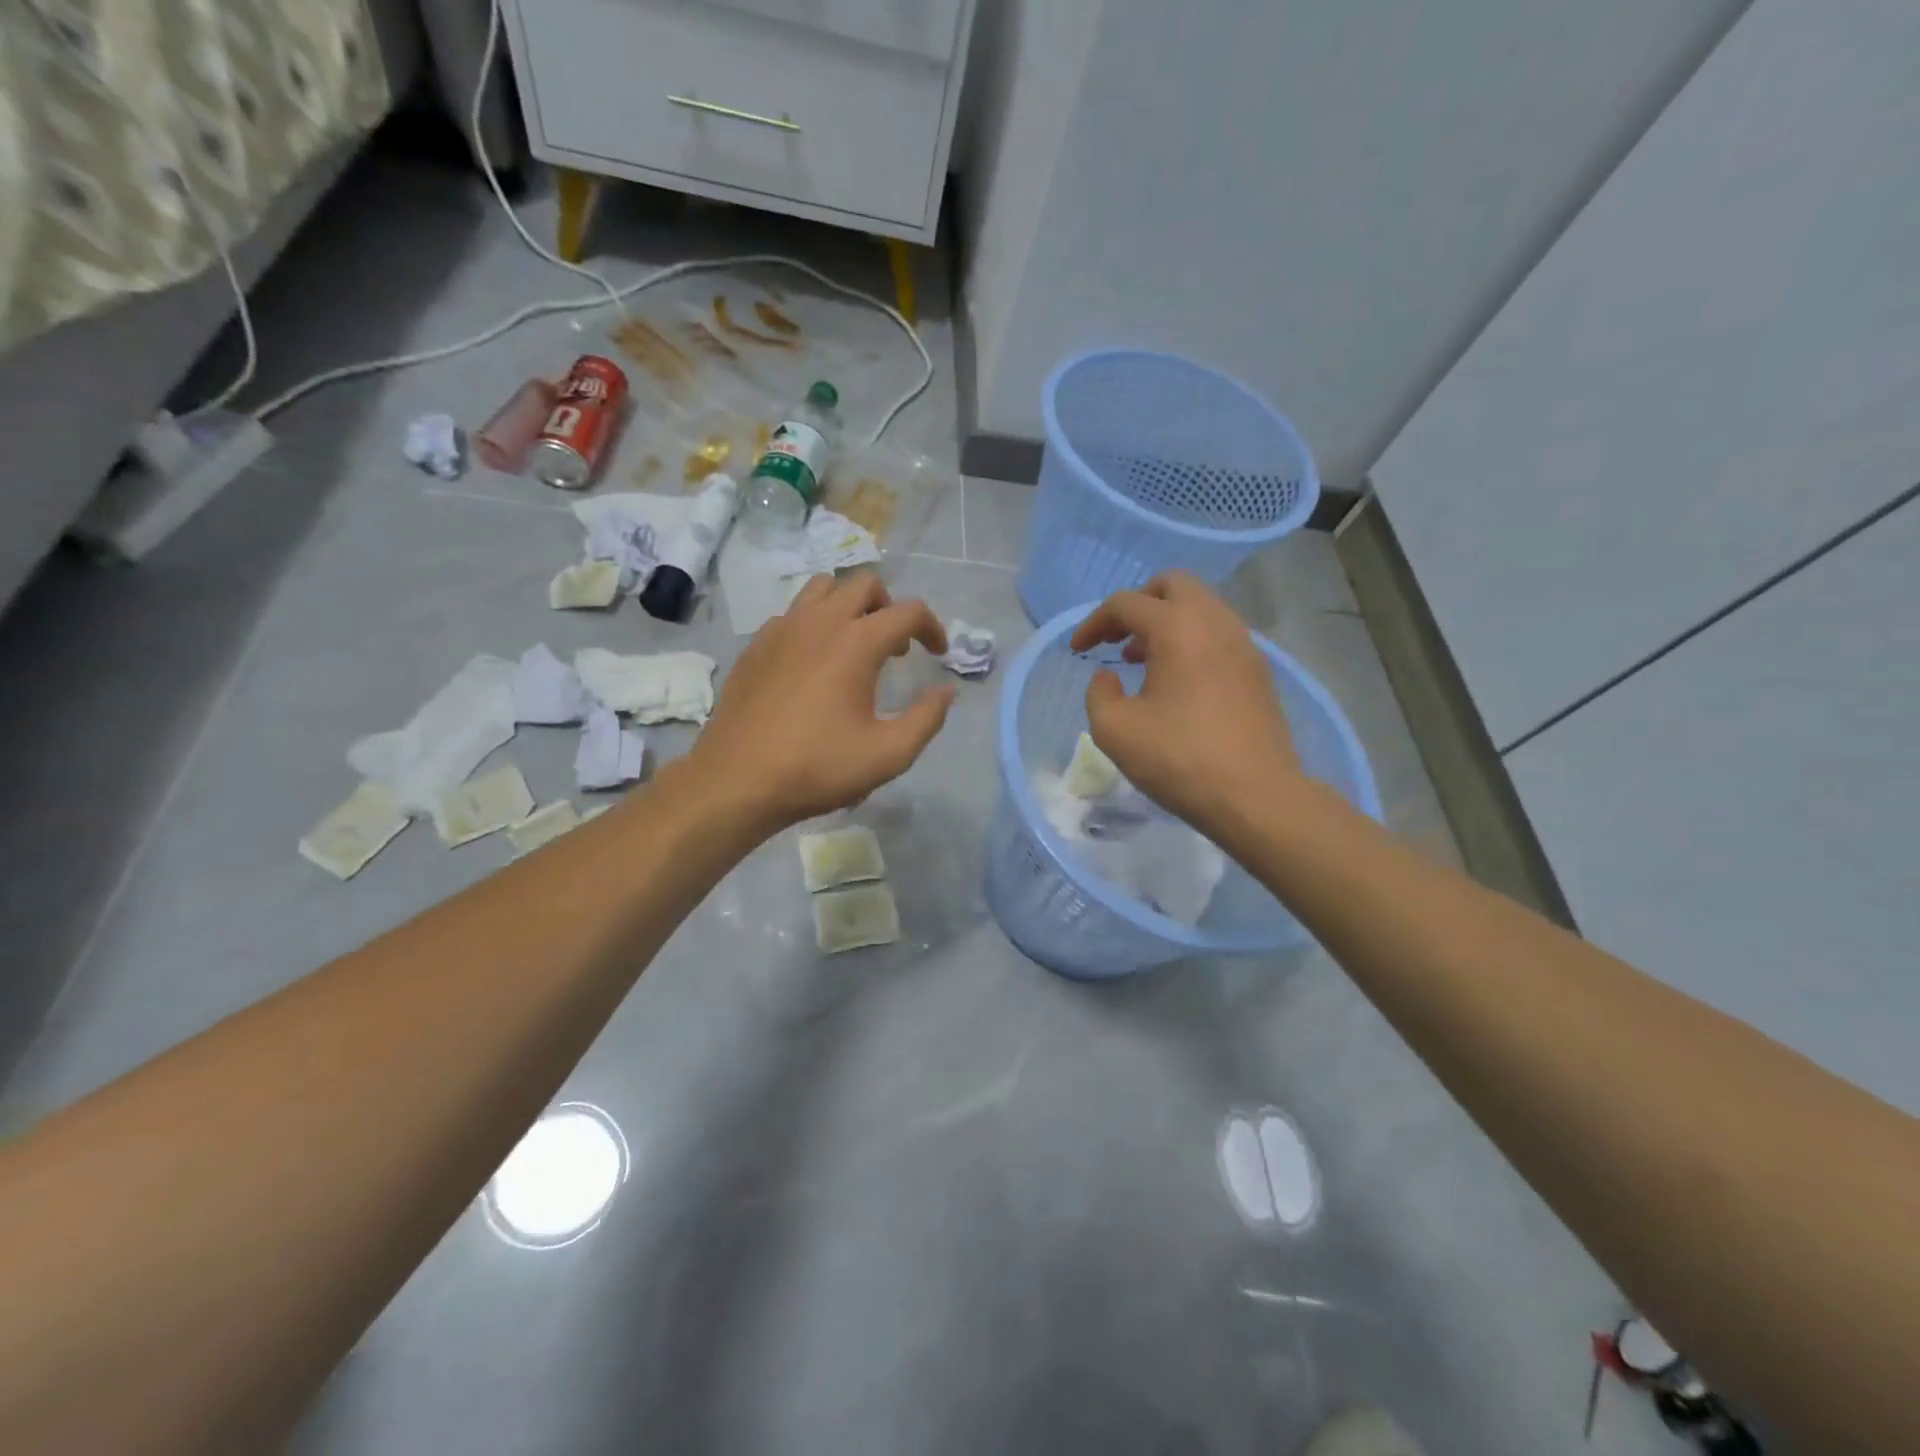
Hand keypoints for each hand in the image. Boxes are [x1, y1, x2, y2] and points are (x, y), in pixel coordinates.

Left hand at [690, 571, 953, 830]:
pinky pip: (793, 614)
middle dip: (890, 607)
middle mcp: (819, 622)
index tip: (938, 653)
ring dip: (849, 605)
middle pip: (864, 584)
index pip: (908, 612)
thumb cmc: (818, 767)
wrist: (737, 780)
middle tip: (897, 647)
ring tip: (856, 644)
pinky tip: (814, 663)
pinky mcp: (756, 646)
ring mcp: (782, 629)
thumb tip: (946, 692)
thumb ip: (927, 719)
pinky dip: (815, 624)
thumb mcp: (889, 755)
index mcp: (856, 642)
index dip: (932, 627)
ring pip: (823, 589)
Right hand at [1070, 572, 1300, 832]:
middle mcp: (1215, 622)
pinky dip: (1192, 641)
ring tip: (1143, 661)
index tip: (1078, 651)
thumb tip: (1108, 676)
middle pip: (1173, 586)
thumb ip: (1099, 693)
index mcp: (1178, 628)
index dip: (1094, 623)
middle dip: (1138, 604)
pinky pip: (1219, 635)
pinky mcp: (1258, 671)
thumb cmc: (1179, 759)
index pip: (1126, 604)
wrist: (1256, 796)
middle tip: (1117, 638)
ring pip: (1201, 608)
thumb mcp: (1114, 731)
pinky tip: (1177, 682)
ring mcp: (1244, 644)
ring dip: (1167, 623)